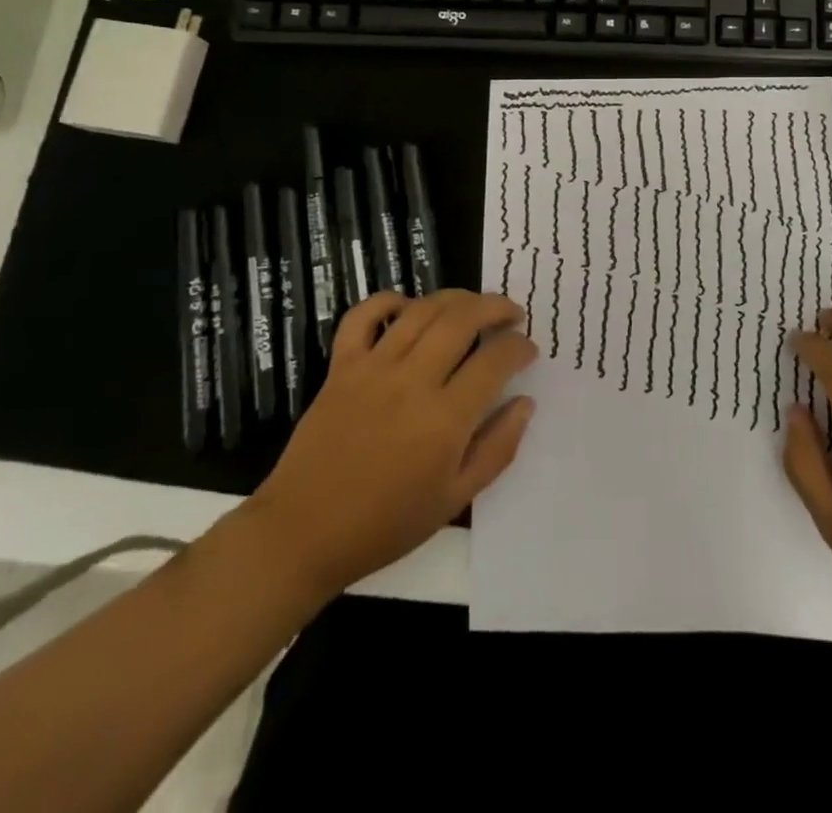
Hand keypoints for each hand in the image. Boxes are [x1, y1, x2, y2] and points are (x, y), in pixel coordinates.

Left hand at [245, 290, 536, 601]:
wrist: (303, 534)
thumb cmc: (385, 524)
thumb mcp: (454, 499)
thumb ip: (497, 448)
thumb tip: (525, 403)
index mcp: (445, 418)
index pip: (496, 360)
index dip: (520, 347)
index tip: (528, 350)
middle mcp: (412, 381)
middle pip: (463, 319)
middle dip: (496, 307)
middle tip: (512, 314)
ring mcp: (373, 368)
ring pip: (422, 309)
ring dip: (456, 298)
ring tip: (473, 305)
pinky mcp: (341, 367)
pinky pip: (363, 316)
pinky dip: (388, 301)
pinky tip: (408, 306)